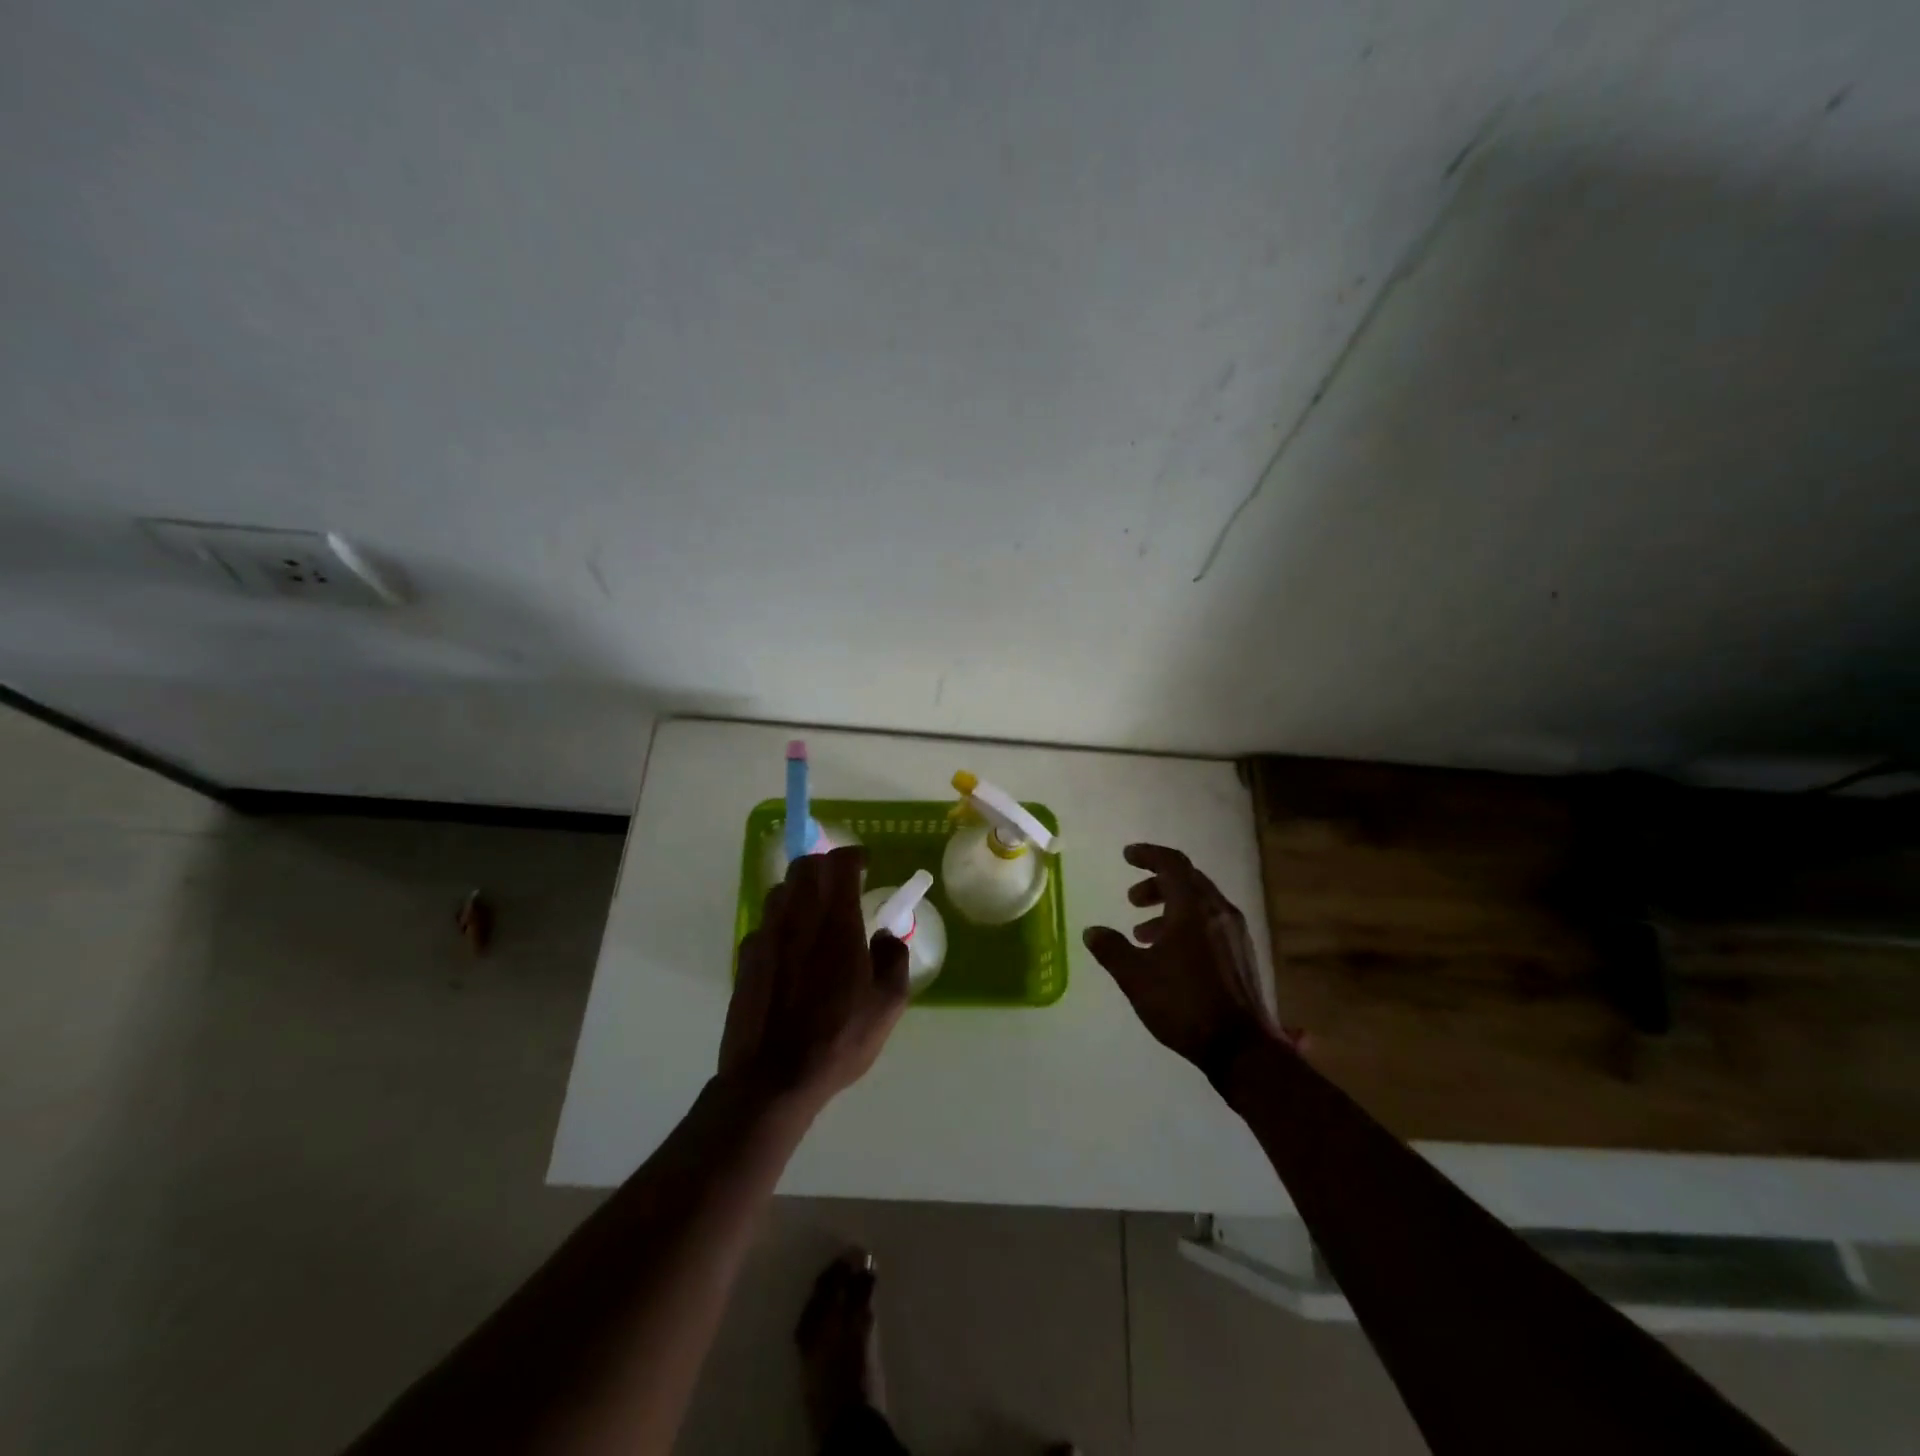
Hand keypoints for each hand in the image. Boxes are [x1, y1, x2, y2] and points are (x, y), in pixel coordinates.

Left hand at [720, 846, 909, 1109]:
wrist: (772, 1078)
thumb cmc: (838, 1039)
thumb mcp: (887, 1004)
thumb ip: (893, 959)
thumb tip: (886, 935)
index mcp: (836, 922)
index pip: (839, 863)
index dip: (854, 856)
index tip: (866, 865)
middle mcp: (797, 918)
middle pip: (804, 867)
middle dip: (825, 865)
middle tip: (842, 883)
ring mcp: (766, 935)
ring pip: (780, 890)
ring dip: (800, 890)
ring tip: (816, 913)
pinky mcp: (746, 957)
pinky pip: (765, 923)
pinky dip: (781, 922)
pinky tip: (791, 949)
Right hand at [1083, 843, 1284, 1083]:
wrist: (1241, 1048)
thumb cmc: (1185, 1004)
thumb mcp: (1136, 977)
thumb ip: (1112, 949)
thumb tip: (1092, 931)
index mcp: (1193, 908)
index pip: (1172, 864)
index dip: (1148, 855)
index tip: (1127, 856)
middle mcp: (1219, 912)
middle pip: (1188, 880)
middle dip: (1156, 883)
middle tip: (1131, 900)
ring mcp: (1236, 933)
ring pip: (1200, 902)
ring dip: (1170, 907)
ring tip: (1144, 933)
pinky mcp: (1243, 954)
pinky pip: (1211, 922)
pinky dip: (1187, 924)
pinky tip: (1171, 954)